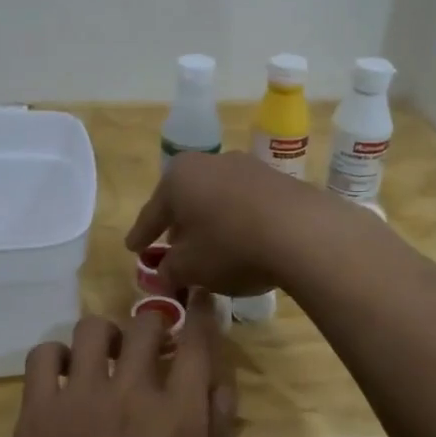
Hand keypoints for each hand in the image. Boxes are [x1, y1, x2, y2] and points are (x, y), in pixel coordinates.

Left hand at [0, 296, 235, 436]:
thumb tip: (219, 385)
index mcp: (179, 418)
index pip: (197, 342)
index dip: (201, 313)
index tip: (200, 298)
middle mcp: (131, 394)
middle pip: (147, 323)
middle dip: (157, 323)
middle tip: (154, 345)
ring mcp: (79, 398)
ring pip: (95, 328)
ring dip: (109, 336)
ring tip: (108, 360)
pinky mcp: (37, 410)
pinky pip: (45, 354)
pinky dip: (59, 356)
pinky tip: (66, 378)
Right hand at [125, 151, 333, 296]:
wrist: (302, 232)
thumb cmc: (230, 246)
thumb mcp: (190, 267)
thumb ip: (169, 270)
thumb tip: (162, 274)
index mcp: (178, 177)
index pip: (152, 212)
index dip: (141, 235)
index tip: (133, 248)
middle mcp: (210, 162)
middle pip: (186, 199)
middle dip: (178, 225)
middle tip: (172, 250)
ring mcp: (247, 167)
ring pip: (217, 199)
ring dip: (210, 222)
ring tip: (210, 249)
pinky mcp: (278, 180)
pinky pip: (246, 203)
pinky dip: (238, 221)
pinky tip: (244, 243)